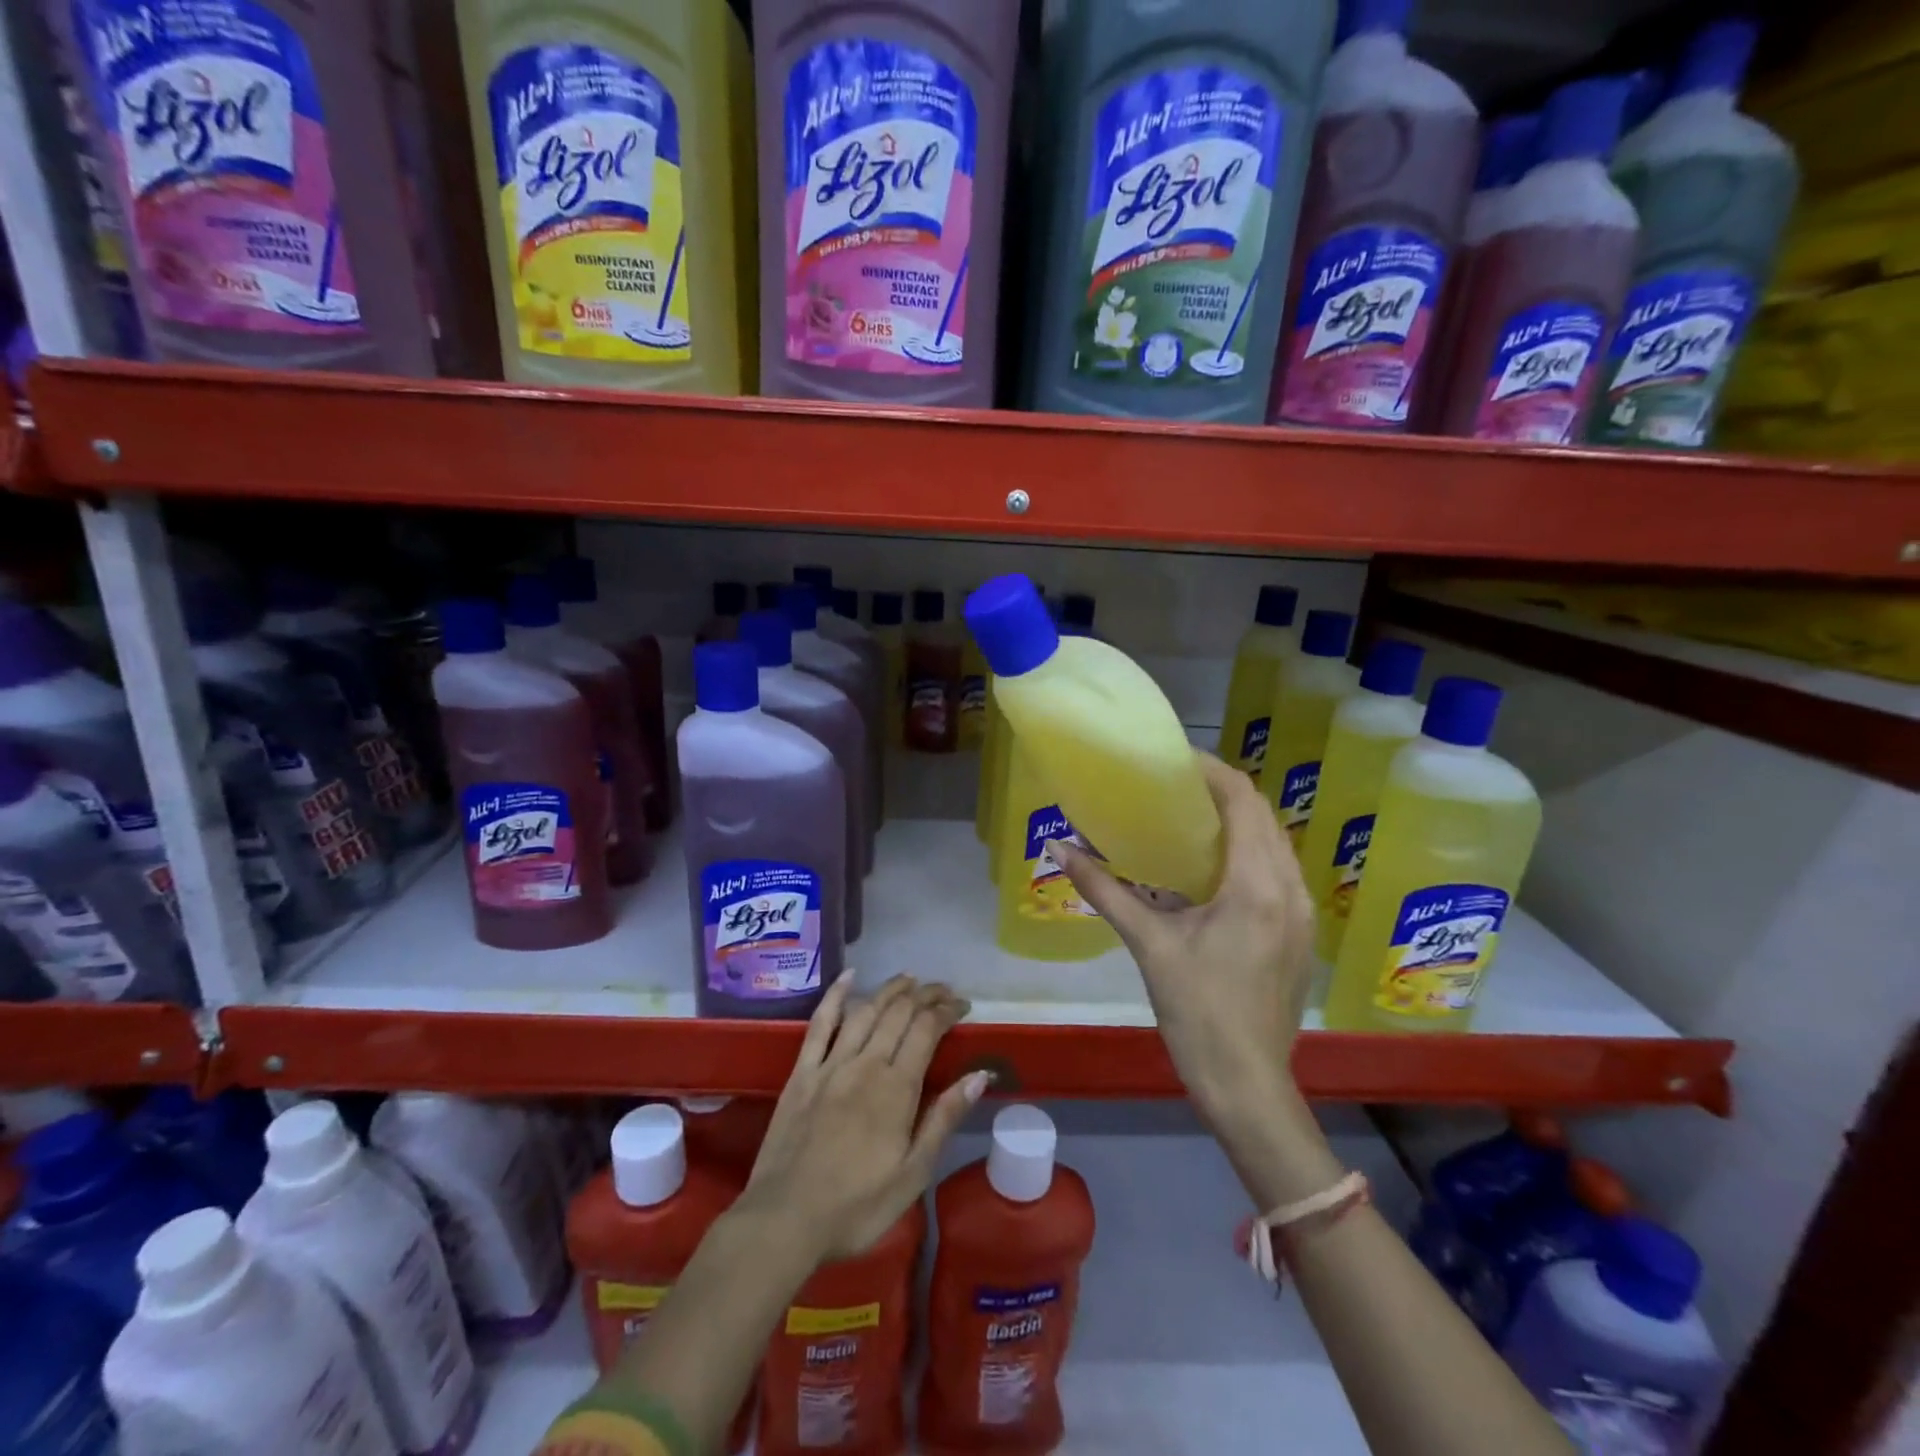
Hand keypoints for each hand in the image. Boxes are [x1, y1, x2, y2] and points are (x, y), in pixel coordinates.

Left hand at [739, 974, 986, 1264]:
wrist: (784, 1221)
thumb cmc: (856, 1207)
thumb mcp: (913, 1174)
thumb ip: (944, 1118)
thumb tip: (979, 1075)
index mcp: (897, 1088)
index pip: (927, 1030)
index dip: (947, 1011)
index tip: (962, 1006)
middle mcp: (866, 1064)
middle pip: (899, 1014)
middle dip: (925, 995)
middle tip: (942, 990)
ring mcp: (830, 1065)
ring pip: (865, 1011)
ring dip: (890, 989)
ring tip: (909, 978)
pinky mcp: (802, 1072)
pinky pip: (820, 1024)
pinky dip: (835, 996)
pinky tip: (848, 977)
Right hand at [1051, 753, 1314, 1120]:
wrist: (1247, 1084)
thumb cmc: (1197, 1012)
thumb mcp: (1148, 945)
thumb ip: (1104, 890)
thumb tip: (1057, 848)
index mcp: (1257, 884)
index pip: (1243, 801)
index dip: (1210, 771)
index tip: (1172, 760)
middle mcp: (1290, 887)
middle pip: (1263, 815)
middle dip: (1221, 791)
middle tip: (1172, 786)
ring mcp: (1301, 911)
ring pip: (1274, 841)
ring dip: (1237, 820)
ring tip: (1188, 816)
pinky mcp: (1297, 931)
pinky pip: (1277, 869)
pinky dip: (1247, 850)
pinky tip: (1211, 864)